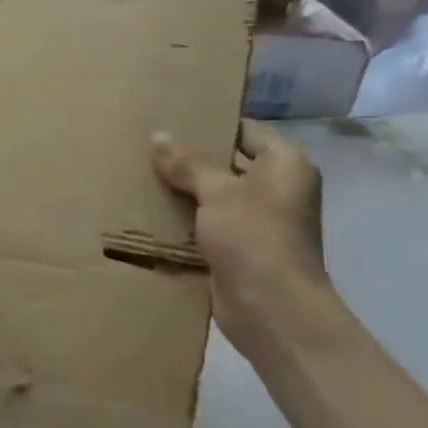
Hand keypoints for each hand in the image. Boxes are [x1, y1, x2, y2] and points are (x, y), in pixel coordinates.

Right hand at [152, 120, 328, 356]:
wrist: (271, 309)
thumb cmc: (254, 237)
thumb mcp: (217, 192)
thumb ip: (188, 163)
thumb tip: (158, 136)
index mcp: (285, 164)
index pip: (246, 130)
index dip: (212, 123)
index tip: (173, 119)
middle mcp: (278, 189)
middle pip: (229, 163)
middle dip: (192, 159)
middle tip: (148, 148)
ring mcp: (260, 222)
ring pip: (216, 197)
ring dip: (185, 192)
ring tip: (142, 177)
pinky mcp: (241, 250)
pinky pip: (209, 226)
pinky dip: (186, 221)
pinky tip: (151, 213)